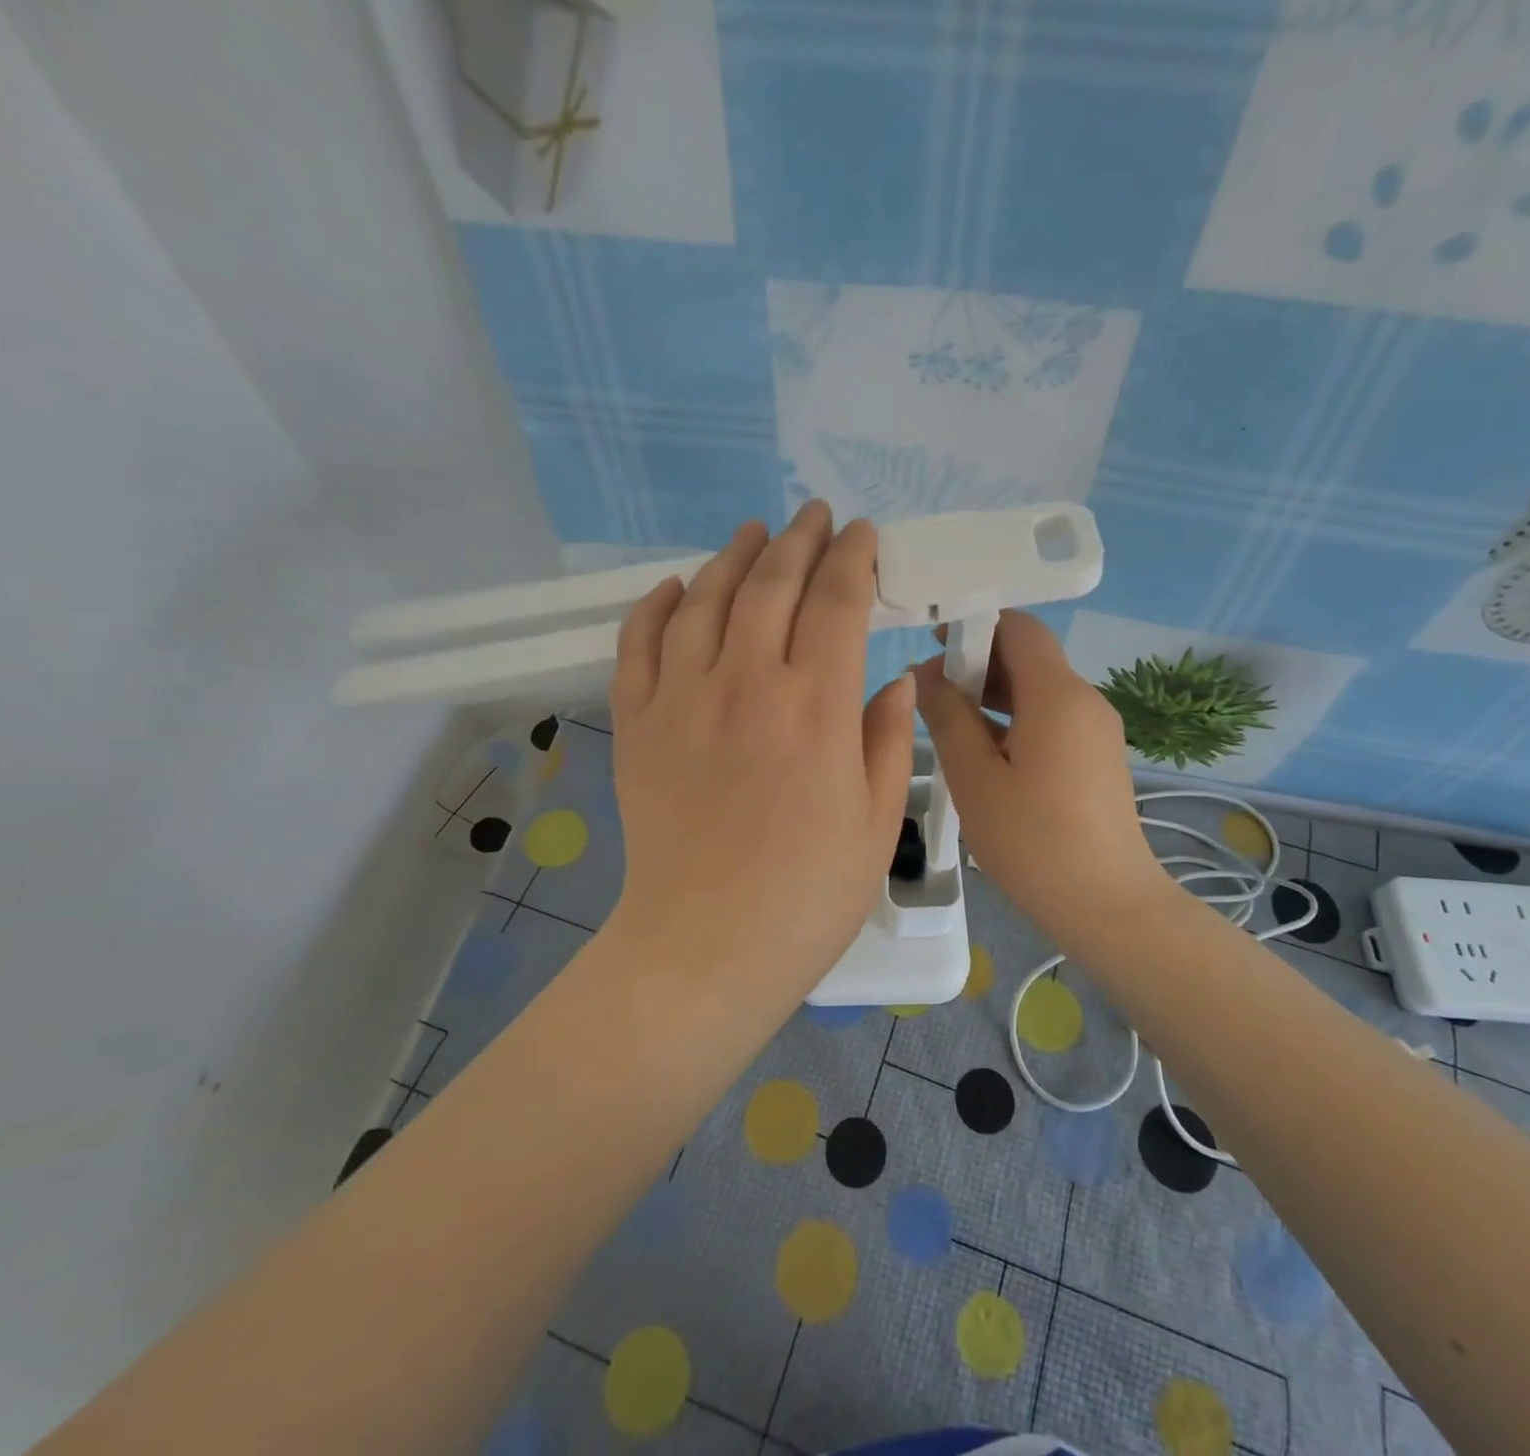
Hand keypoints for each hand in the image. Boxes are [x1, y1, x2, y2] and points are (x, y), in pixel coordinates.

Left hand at [606, 502, 915, 1000]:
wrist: (705, 947)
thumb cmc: (806, 897)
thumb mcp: (875, 824)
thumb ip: (885, 741)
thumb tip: (893, 684)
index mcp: (816, 709)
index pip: (837, 603)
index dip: (852, 559)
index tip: (862, 535)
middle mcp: (747, 684)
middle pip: (772, 584)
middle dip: (799, 539)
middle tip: (814, 515)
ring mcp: (682, 699)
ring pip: (705, 599)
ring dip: (733, 556)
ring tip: (754, 533)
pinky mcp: (636, 724)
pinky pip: (639, 643)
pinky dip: (657, 605)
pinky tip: (676, 586)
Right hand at [914, 611, 1165, 952]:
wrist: (1107, 906)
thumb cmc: (1032, 841)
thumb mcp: (975, 779)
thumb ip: (947, 718)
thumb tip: (923, 675)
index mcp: (1058, 695)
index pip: (1018, 627)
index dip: (973, 625)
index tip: (931, 646)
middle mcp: (1085, 700)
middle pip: (1029, 656)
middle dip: (977, 662)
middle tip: (927, 691)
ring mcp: (1096, 730)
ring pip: (1039, 690)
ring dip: (993, 694)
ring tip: (945, 720)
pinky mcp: (1097, 758)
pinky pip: (1051, 718)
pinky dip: (1014, 720)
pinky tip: (981, 751)